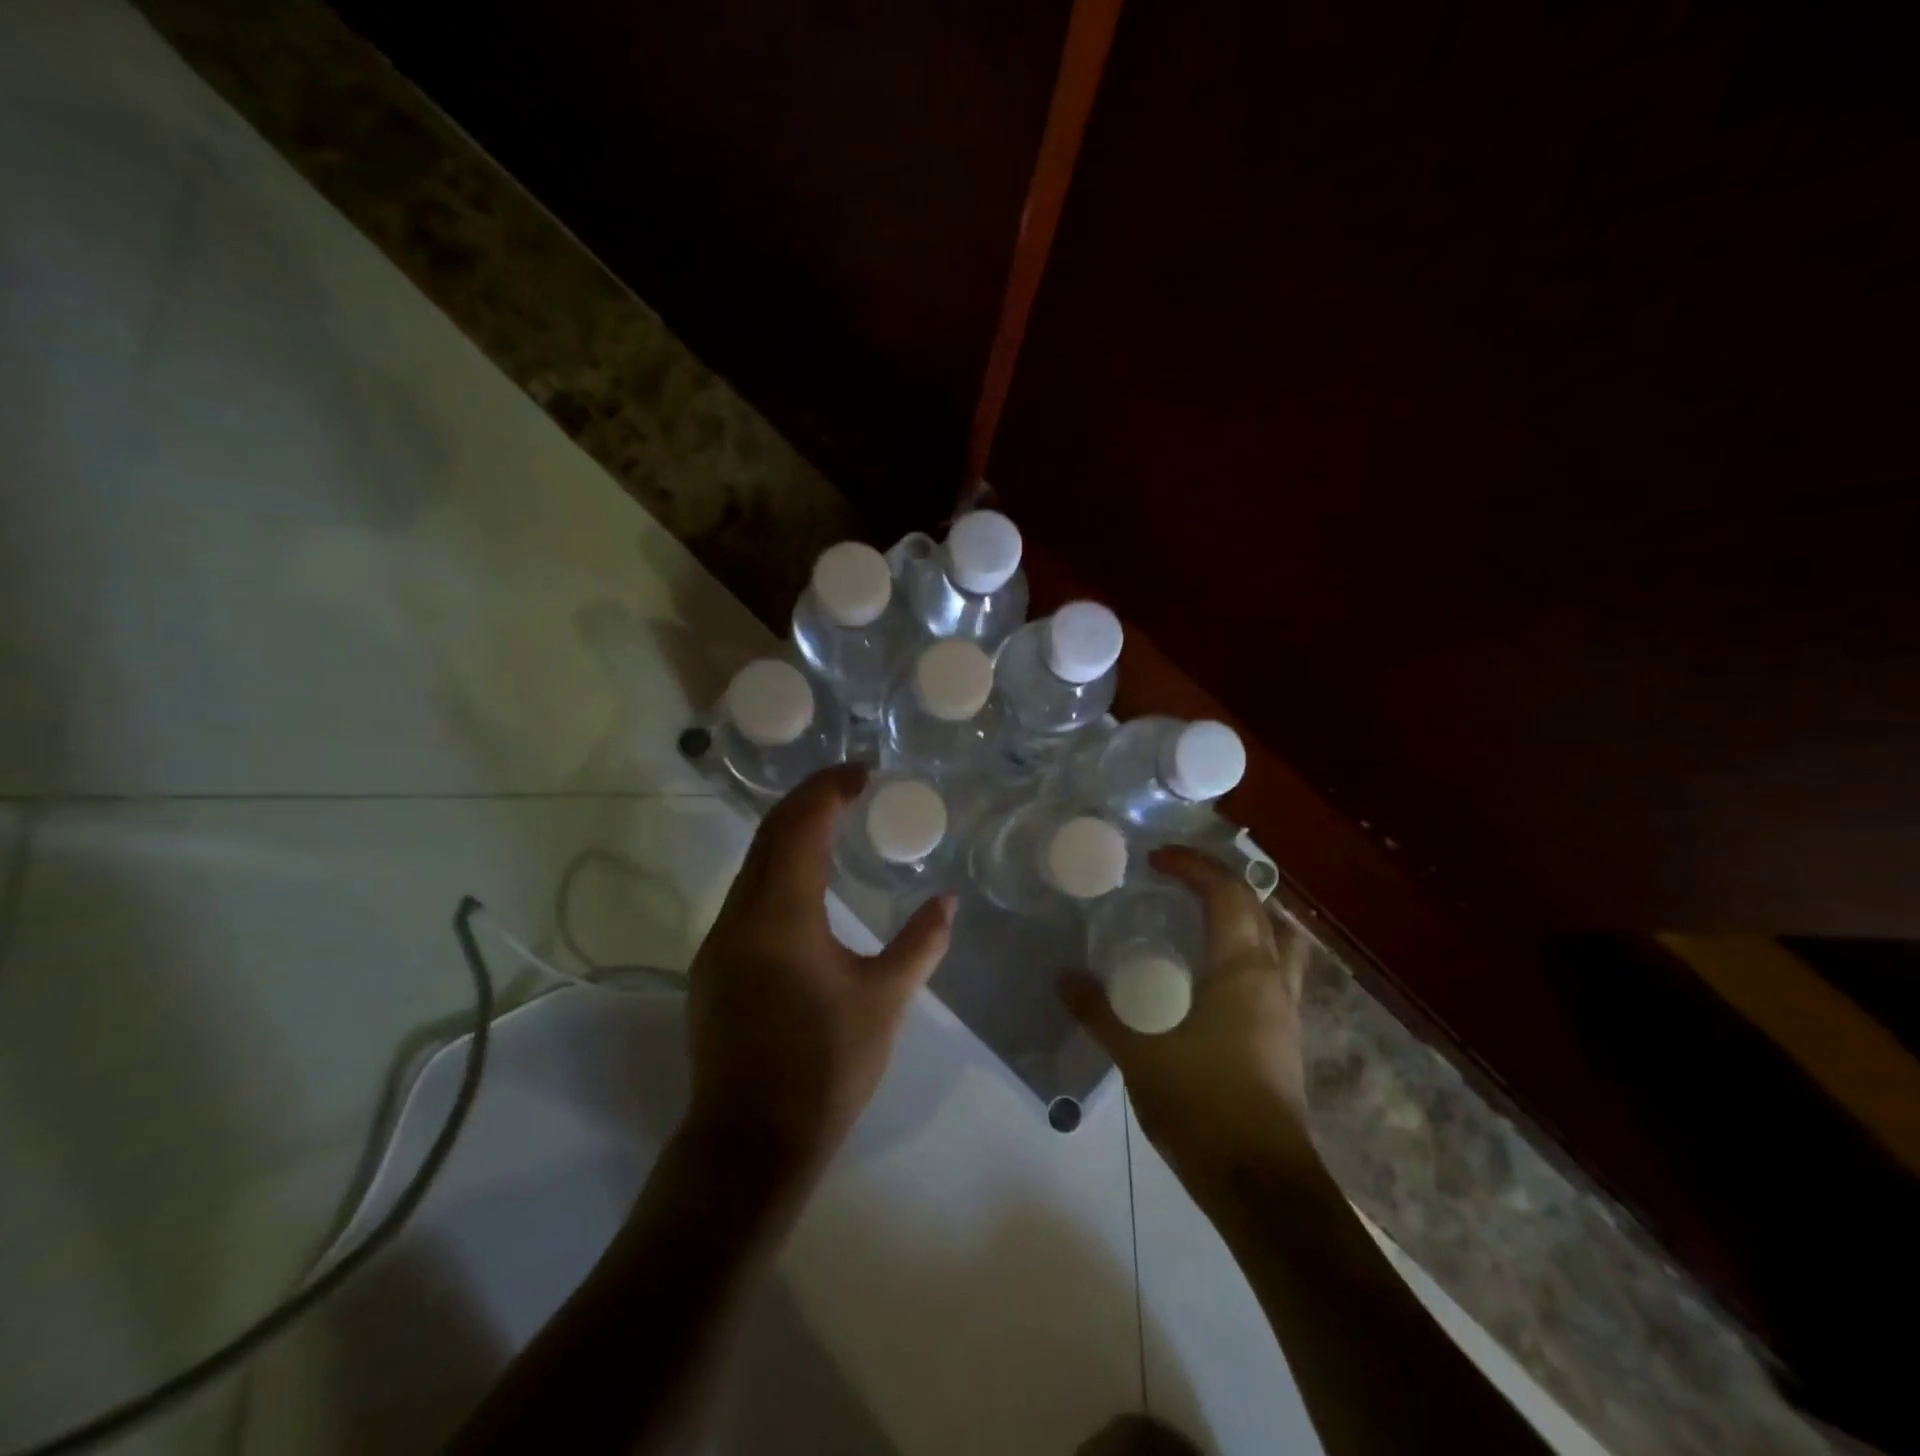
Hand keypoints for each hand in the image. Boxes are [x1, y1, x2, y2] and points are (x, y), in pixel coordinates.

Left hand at [684, 764, 955, 1178]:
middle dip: (807, 801)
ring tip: (832, 824)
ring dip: (789, 834)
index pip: (800, 826)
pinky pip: (746, 895)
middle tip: (849, 787)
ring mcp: (719, 942)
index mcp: (780, 914)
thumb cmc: (825, 1068)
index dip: (828, 789)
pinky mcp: (714, 967)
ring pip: (752, 865)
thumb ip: (920, 944)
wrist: (750, 1144)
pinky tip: (806, 887)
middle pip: (769, 835)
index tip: (861, 773)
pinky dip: (777, 870)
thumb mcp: (885, 1001)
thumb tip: (948, 902)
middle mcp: (739, 916)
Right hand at [1061, 846, 1314, 1179]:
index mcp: (1243, 969)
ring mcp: (1286, 1011)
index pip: (1227, 893)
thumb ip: (1097, 1011)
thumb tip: (1062, 978)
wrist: (1261, 1185)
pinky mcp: (1285, 1039)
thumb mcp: (1137, 1053)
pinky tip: (1213, 975)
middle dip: (1221, 882)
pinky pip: (1274, 972)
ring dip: (1247, 916)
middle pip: (1261, 908)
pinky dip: (1249, 952)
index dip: (1194, 865)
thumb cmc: (1201, 1105)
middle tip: (1178, 880)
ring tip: (1204, 916)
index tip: (1157, 857)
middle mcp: (1273, 980)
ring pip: (1280, 941)